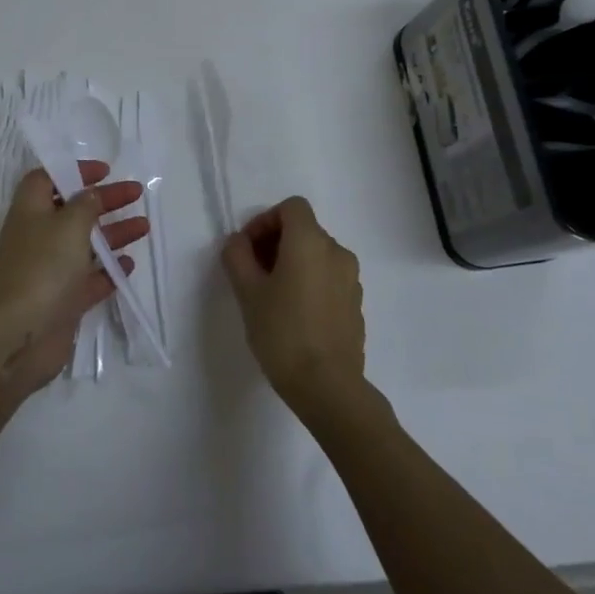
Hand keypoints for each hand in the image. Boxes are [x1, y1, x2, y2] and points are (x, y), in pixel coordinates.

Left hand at [0, 162, 147, 388]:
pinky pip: (89, 279)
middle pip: (73, 211)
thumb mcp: (68, 224)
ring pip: (85, 245)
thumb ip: (85, 205)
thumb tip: (91, 194)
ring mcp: (50, 271)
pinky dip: (109, 270)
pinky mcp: (63, 301)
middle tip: (136, 194)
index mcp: (31, 212)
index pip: (47, 179)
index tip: (104, 171)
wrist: (19, 334)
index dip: (73, 172)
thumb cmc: (43, 267)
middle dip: (104, 200)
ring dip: (113, 234)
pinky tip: (129, 264)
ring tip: (144, 227)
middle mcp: (39, 238)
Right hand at [221, 196, 369, 423]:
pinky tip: (295, 313)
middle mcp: (337, 252)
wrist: (327, 386)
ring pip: (318, 255)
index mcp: (310, 242)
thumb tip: (239, 242)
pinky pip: (330, 278)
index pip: (291, 207)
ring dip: (293, 262)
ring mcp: (351, 279)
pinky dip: (311, 282)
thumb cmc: (282, 332)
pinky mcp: (356, 304)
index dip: (265, 220)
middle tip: (252, 272)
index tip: (247, 248)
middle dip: (276, 242)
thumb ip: (237, 256)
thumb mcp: (247, 292)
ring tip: (272, 294)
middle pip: (304, 229)